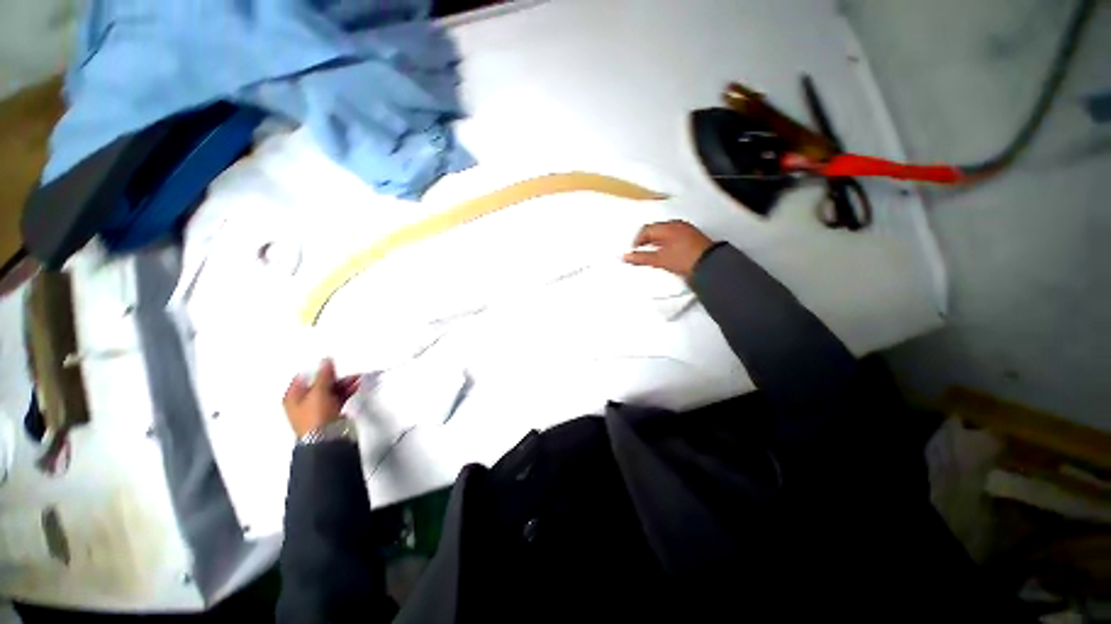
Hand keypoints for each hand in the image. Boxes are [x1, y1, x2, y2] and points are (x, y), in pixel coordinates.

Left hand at [283, 359, 359, 438]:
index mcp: (293, 397)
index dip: (316, 369)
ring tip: (355, 377)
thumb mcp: (319, 392)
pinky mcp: (330, 413)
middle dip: (334, 377)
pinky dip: (347, 391)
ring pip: (331, 390)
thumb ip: (324, 376)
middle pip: (320, 383)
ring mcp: (318, 408)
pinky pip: (339, 397)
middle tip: (345, 370)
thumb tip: (325, 362)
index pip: (304, 377)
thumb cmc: (315, 418)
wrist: (327, 438)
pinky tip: (355, 386)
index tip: (328, 362)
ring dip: (343, 383)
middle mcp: (304, 402)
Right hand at [623, 220, 713, 279]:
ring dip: (656, 244)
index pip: (646, 230)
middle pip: (656, 231)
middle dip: (646, 241)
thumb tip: (626, 257)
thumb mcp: (659, 259)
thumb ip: (641, 258)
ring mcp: (686, 231)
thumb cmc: (685, 258)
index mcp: (668, 226)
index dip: (637, 240)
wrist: (709, 265)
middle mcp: (677, 225)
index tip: (633, 251)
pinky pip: (674, 238)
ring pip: (665, 235)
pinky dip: (666, 245)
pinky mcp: (693, 239)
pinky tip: (667, 255)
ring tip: (653, 255)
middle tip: (641, 252)